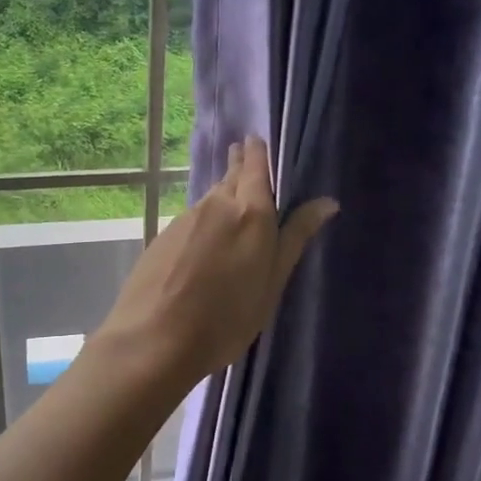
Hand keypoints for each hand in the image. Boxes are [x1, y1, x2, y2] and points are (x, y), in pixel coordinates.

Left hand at [97, 136, 336, 387]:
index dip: (258, 152)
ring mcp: (185, 219)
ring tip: (232, 206)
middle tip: (246, 160)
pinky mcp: (163, 237)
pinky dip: (204, 222)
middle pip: (231, 177)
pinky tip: (204, 243)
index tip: (258, 140)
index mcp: (251, 212)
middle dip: (240, 167)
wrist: (154, 340)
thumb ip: (295, 238)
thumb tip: (326, 201)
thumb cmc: (226, 319)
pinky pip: (192, 219)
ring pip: (210, 199)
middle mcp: (216, 204)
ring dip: (222, 196)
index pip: (255, 165)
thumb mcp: (271, 284)